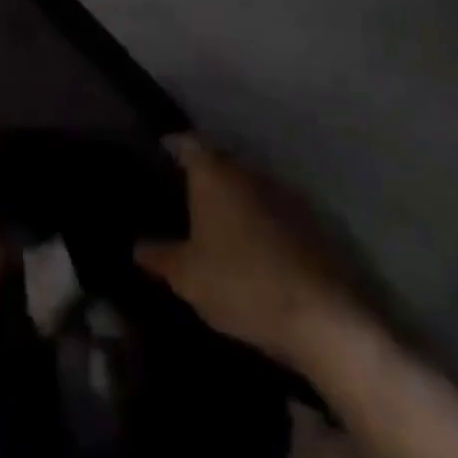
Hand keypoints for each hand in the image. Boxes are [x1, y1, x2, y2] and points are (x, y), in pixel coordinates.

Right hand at [136, 136, 355, 366]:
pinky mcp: (307, 220)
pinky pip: (270, 209)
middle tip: (181, 197)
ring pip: (245, 185)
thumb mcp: (187, 277)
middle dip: (200, 176)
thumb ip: (160, 257)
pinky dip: (256, 219)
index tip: (157, 158)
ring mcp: (281, 191)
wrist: (320, 314)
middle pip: (217, 161)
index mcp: (212, 171)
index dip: (169, 147)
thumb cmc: (240, 283)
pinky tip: (250, 245)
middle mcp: (245, 169)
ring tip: (214, 224)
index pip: (185, 142)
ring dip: (231, 199)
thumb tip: (137, 246)